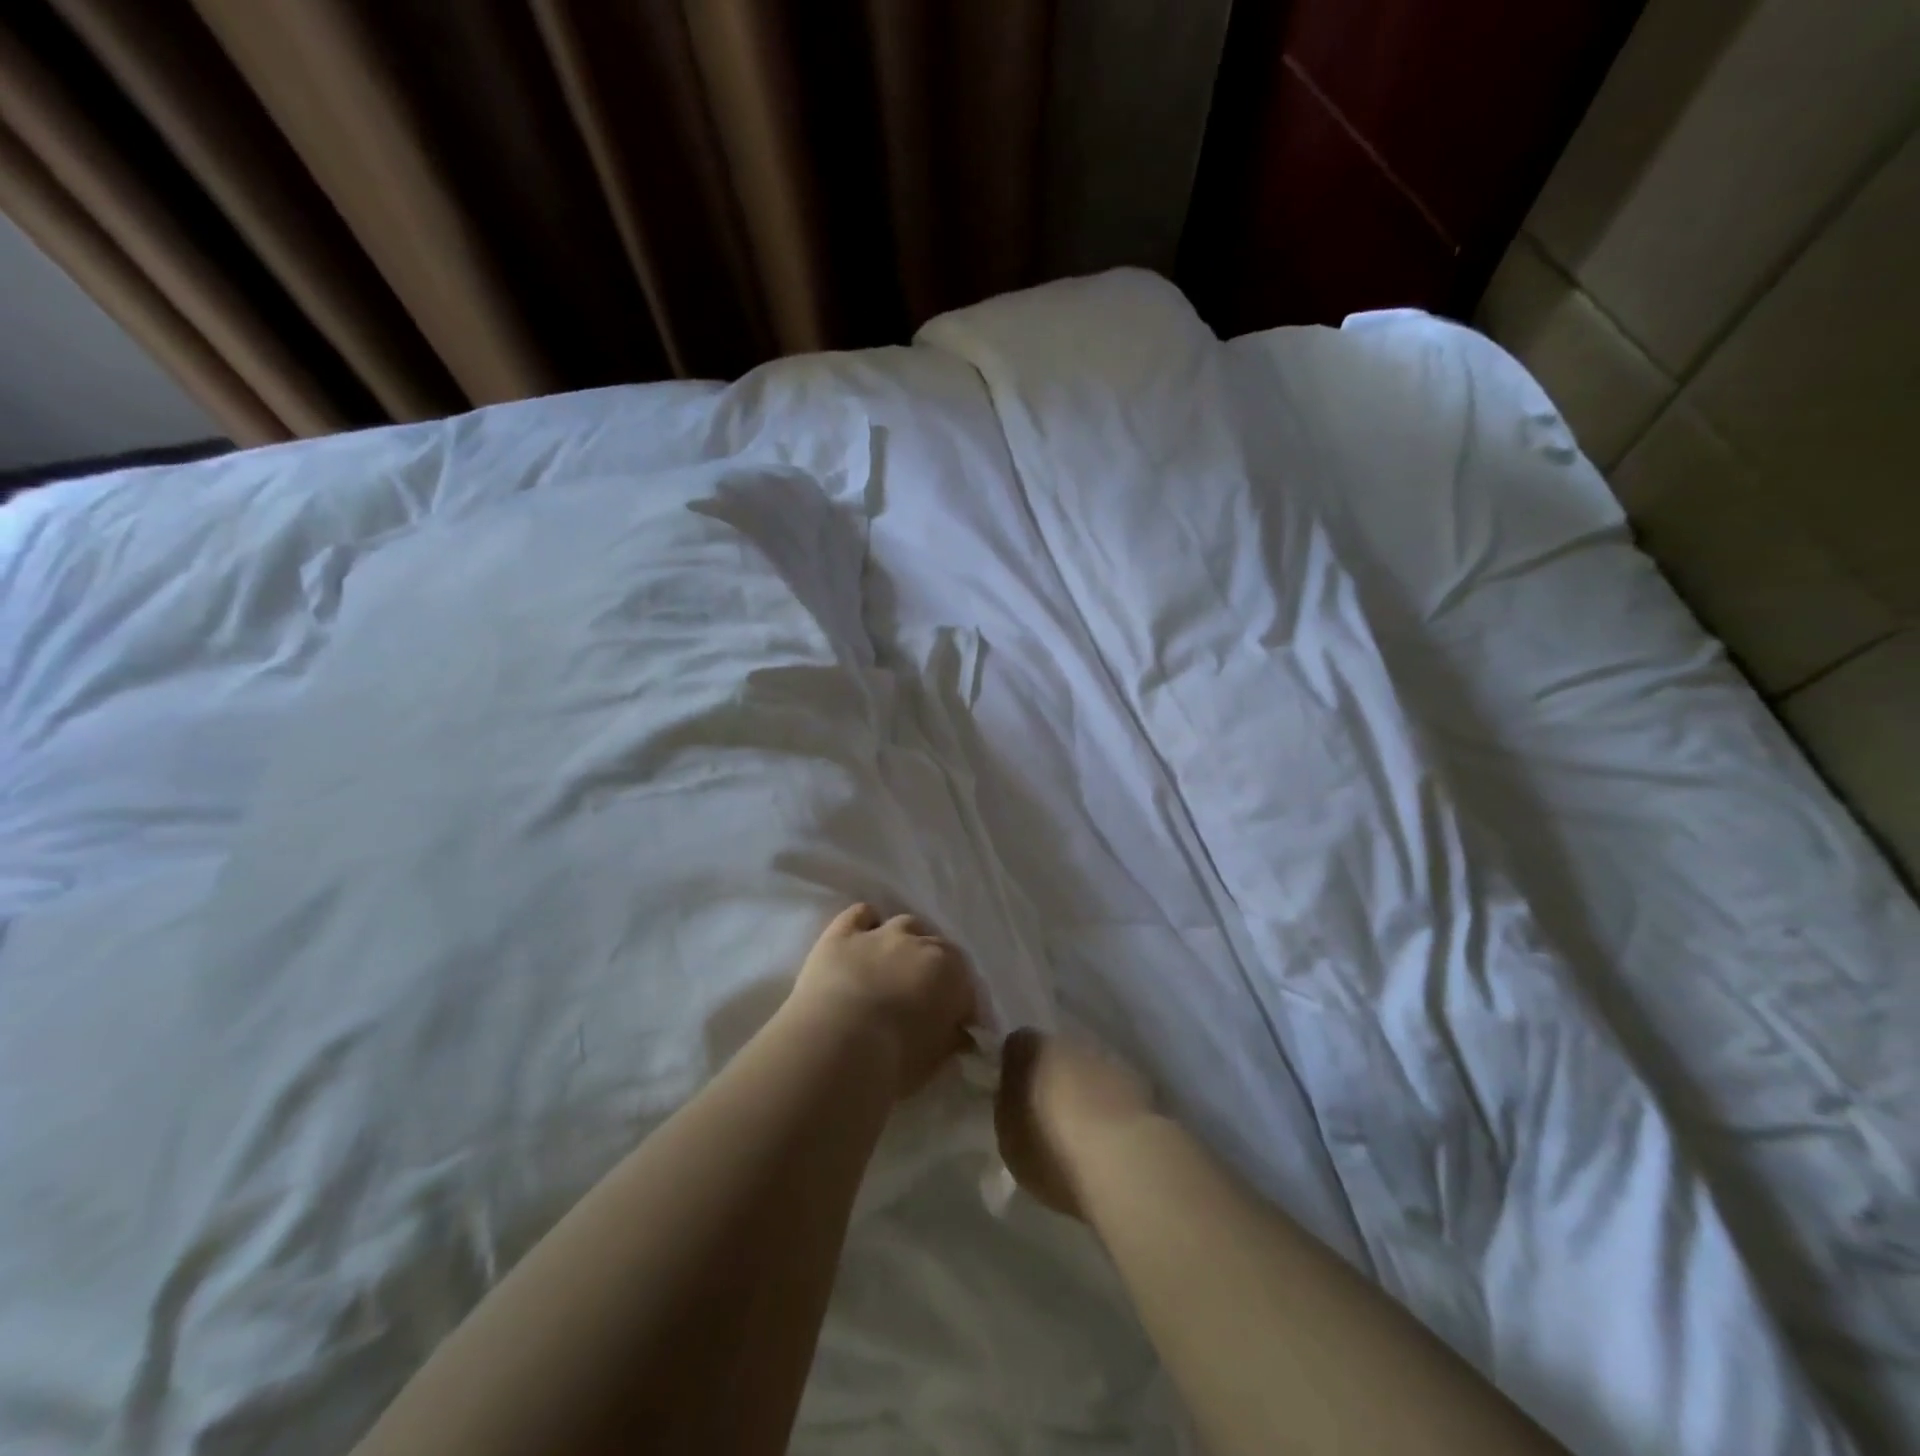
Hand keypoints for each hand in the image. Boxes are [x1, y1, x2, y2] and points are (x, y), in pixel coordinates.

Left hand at [788, 903, 976, 1099]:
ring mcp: (880, 934)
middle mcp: (920, 943)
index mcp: (950, 973)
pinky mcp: (842, 934)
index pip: (966, 985)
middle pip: (938, 948)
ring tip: (894, 967)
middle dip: (935, 970)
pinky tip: (862, 940)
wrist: (834, 1047)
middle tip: (923, 998)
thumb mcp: (934, 1061)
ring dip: (906, 942)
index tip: (956, 1027)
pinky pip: (860, 914)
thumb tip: (957, 1034)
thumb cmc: (893, 1061)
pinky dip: (866, 923)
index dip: (961, 1005)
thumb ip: (950, 1041)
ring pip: (905, 924)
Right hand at [994, 1028, 1155, 1219]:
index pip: (1016, 1044)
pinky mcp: (1140, 1083)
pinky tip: (1110, 1136)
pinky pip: (1114, 1091)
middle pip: (1055, 1054)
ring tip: (1083, 1130)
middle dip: (1052, 1077)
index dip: (1015, 1068)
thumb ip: (1007, 1105)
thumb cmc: (1053, 1148)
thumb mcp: (1009, 1136)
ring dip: (1084, 1090)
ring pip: (1087, 1070)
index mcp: (1031, 1047)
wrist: (1126, 1161)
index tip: (1015, 1096)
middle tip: (1048, 1114)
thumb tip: (1012, 1092)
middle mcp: (1070, 1041)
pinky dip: (1110, 1106)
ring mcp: (1108, 1059)